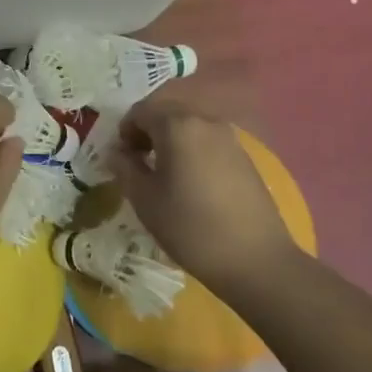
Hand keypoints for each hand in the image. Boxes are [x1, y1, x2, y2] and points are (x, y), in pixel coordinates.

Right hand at [111, 97, 296, 289]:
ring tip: (164, 175)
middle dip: (147, 132)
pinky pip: (208, 142)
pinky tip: (191, 183)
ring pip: (189, 127)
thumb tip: (116, 152)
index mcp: (177, 125)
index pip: (140, 111)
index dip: (124, 131)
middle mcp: (205, 121)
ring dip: (170, 141)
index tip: (121, 159)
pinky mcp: (244, 157)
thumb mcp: (145, 199)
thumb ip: (124, 167)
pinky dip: (192, 151)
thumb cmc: (190, 227)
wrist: (256, 260)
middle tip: (138, 163)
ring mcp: (229, 138)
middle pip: (167, 113)